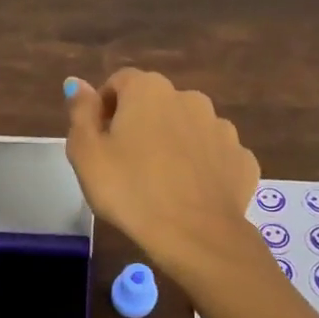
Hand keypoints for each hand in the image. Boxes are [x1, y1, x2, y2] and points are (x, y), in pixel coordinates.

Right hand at [63, 68, 259, 282]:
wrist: (194, 235)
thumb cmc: (129, 191)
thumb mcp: (86, 154)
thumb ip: (80, 113)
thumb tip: (77, 83)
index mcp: (148, 90)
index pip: (119, 82)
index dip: (104, 108)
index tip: (98, 141)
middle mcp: (190, 98)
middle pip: (155, 104)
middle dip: (140, 125)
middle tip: (124, 165)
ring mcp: (222, 128)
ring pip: (187, 128)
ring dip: (172, 144)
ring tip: (159, 182)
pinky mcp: (241, 158)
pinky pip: (212, 155)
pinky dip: (200, 167)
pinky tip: (188, 193)